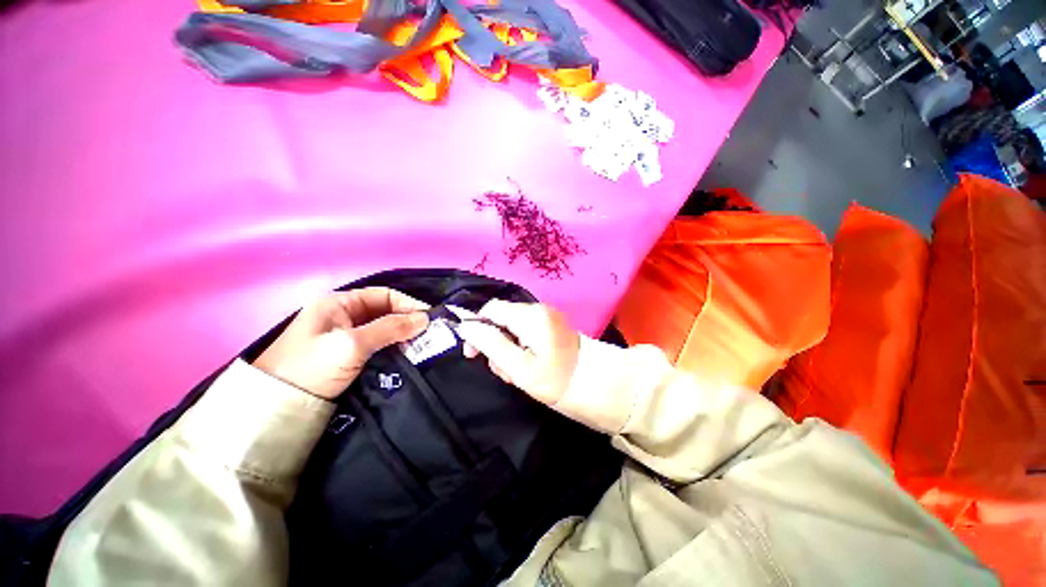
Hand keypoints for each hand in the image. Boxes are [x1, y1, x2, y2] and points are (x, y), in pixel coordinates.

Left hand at [254, 288, 428, 399]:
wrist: (275, 410)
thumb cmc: (312, 367)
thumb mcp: (352, 344)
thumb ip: (390, 328)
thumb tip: (425, 318)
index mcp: (338, 303)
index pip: (383, 295)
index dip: (408, 303)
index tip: (429, 319)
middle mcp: (342, 315)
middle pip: (384, 311)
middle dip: (407, 321)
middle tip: (428, 335)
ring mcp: (343, 336)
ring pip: (382, 329)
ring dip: (401, 335)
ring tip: (420, 347)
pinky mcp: (346, 355)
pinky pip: (376, 345)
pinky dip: (392, 347)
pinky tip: (404, 356)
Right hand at [455, 300, 579, 404]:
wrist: (598, 385)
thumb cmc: (557, 380)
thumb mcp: (519, 367)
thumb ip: (490, 344)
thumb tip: (465, 326)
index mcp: (530, 316)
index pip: (491, 309)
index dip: (477, 327)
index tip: (473, 354)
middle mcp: (538, 309)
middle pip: (501, 319)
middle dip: (495, 344)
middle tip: (504, 370)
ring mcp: (546, 317)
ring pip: (512, 328)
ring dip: (508, 350)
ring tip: (517, 373)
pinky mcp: (551, 326)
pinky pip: (526, 332)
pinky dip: (520, 348)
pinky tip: (528, 366)